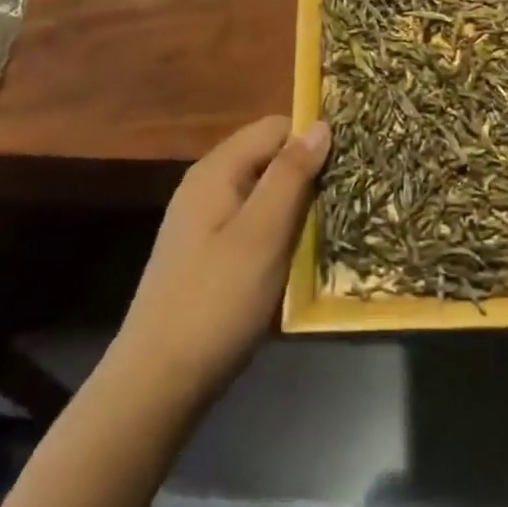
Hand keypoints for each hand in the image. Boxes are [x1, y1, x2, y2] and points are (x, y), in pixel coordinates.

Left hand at [111, 116, 329, 414]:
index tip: (350, 166)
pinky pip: (253, 223)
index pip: (275, 127)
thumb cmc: (216, 301)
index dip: (312, 139)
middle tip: (347, 202)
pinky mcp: (208, 253)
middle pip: (269, 158)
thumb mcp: (262, 234)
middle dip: (307, 174)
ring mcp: (204, 221)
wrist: (157, 382)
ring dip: (296, 206)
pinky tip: (299, 257)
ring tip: (332, 228)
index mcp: (216, 170)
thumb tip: (321, 124)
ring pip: (264, 193)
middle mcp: (207, 186)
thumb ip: (291, 175)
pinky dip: (279, 231)